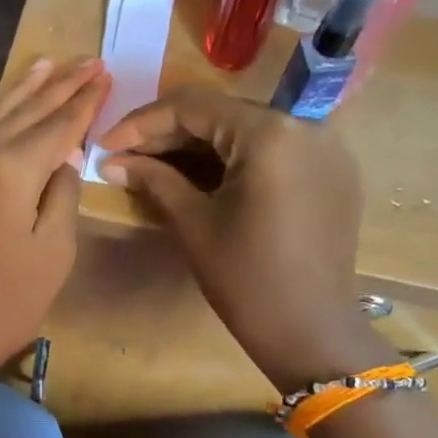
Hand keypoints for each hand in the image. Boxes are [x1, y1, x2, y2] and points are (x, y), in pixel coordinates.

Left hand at [0, 57, 110, 398]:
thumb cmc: (6, 303)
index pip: (58, 125)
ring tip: (46, 64)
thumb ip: (61, 196)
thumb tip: (63, 159)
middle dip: (60, 86)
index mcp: (13, 168)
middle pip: (26, 114)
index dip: (85, 101)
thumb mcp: (53, 253)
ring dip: (21, 93)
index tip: (106, 73)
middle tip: (88, 59)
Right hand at [99, 87, 386, 391]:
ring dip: (198, 147)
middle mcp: (306, 126)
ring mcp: (325, 149)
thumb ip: (154, 180)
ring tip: (153, 167)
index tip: (105, 143)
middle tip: (124, 156)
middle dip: (169, 134)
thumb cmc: (246, 279)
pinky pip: (273, 152)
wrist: (310, 330)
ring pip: (246, 132)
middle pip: (223, 115)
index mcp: (270, 134)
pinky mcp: (332, 173)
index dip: (142, 123)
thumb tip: (111, 161)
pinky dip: (233, 160)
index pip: (194, 107)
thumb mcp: (194, 224)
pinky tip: (199, 178)